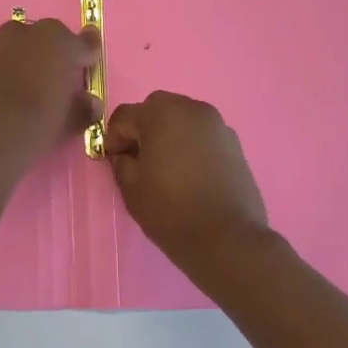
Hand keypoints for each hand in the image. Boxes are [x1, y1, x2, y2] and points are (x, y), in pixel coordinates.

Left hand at [0, 18, 100, 174]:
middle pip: (41, 38)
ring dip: (17, 62)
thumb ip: (83, 108)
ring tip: (18, 90)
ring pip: (9, 47)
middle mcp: (22, 33)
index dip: (86, 55)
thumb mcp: (69, 122)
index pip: (82, 43)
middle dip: (47, 54)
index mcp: (56, 41)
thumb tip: (90, 103)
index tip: (88, 64)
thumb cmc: (36, 126)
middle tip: (50, 81)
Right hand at [103, 91, 268, 267]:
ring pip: (182, 119)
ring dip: (168, 135)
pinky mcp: (234, 143)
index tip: (114, 163)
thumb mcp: (130, 188)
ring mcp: (217, 125)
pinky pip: (202, 135)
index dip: (113, 139)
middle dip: (143, 129)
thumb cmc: (171, 211)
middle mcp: (191, 109)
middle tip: (140, 161)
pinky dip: (191, 145)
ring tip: (166, 168)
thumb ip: (121, 162)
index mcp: (161, 114)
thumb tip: (126, 155)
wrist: (227, 238)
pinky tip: (190, 174)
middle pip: (156, 109)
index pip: (124, 116)